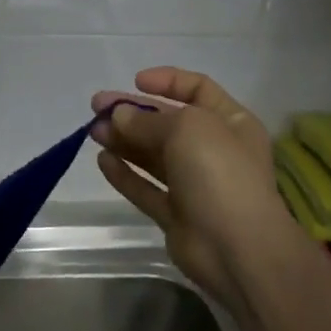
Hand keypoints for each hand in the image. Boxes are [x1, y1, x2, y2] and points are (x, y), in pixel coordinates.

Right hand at [90, 68, 300, 308]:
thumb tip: (119, 115)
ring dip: (124, 140)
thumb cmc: (220, 173)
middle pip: (168, 122)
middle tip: (97, 106)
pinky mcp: (176, 215)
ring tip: (93, 131)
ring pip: (153, 155)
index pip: (198, 89)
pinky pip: (146, 188)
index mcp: (230, 122)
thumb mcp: (186, 128)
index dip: (167, 81)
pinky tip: (102, 160)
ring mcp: (195, 184)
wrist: (238, 249)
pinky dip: (125, 174)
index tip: (135, 81)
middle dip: (133, 112)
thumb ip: (147, 120)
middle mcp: (214, 149)